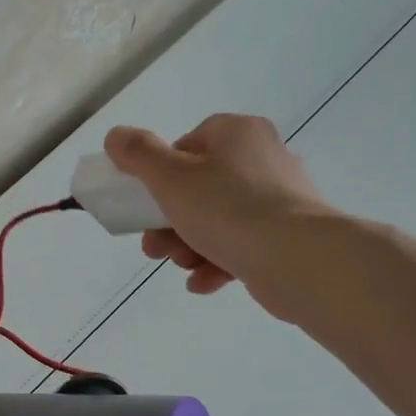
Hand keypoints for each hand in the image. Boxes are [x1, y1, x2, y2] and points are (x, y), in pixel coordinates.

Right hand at [104, 114, 340, 319]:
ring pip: (217, 219)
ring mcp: (280, 199)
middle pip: (198, 187)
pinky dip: (217, 262)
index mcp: (237, 133)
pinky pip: (242, 244)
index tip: (151, 201)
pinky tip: (201, 282)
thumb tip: (116, 136)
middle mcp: (263, 158)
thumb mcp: (169, 177)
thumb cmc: (227, 208)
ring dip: (188, 245)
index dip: (162, 175)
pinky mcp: (289, 236)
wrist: (299, 260)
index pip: (188, 145)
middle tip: (154, 246)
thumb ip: (137, 153)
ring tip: (180, 265)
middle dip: (168, 222)